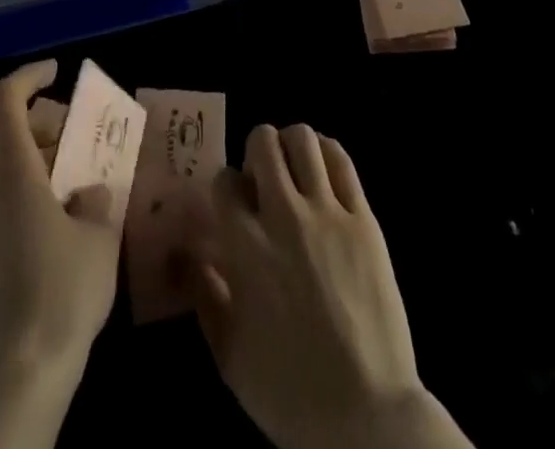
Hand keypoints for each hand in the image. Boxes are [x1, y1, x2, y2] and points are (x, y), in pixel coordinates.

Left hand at [0, 61, 117, 448]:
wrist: (11, 383)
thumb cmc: (61, 295)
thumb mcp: (98, 239)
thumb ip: (94, 202)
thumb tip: (86, 192)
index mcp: (10, 171)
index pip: (4, 98)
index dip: (28, 75)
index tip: (54, 74)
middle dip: (14, 121)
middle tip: (53, 140)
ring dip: (7, 166)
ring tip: (50, 192)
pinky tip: (29, 241)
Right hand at [184, 125, 471, 448]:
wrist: (368, 415)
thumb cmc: (291, 393)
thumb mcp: (230, 356)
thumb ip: (204, 296)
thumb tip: (186, 254)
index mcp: (246, 247)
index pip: (225, 180)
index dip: (226, 188)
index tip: (234, 206)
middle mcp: (284, 216)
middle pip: (263, 142)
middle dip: (256, 152)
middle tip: (263, 181)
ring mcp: (328, 212)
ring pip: (304, 138)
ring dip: (291, 145)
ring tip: (294, 171)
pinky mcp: (364, 217)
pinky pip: (342, 160)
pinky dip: (327, 153)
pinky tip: (322, 172)